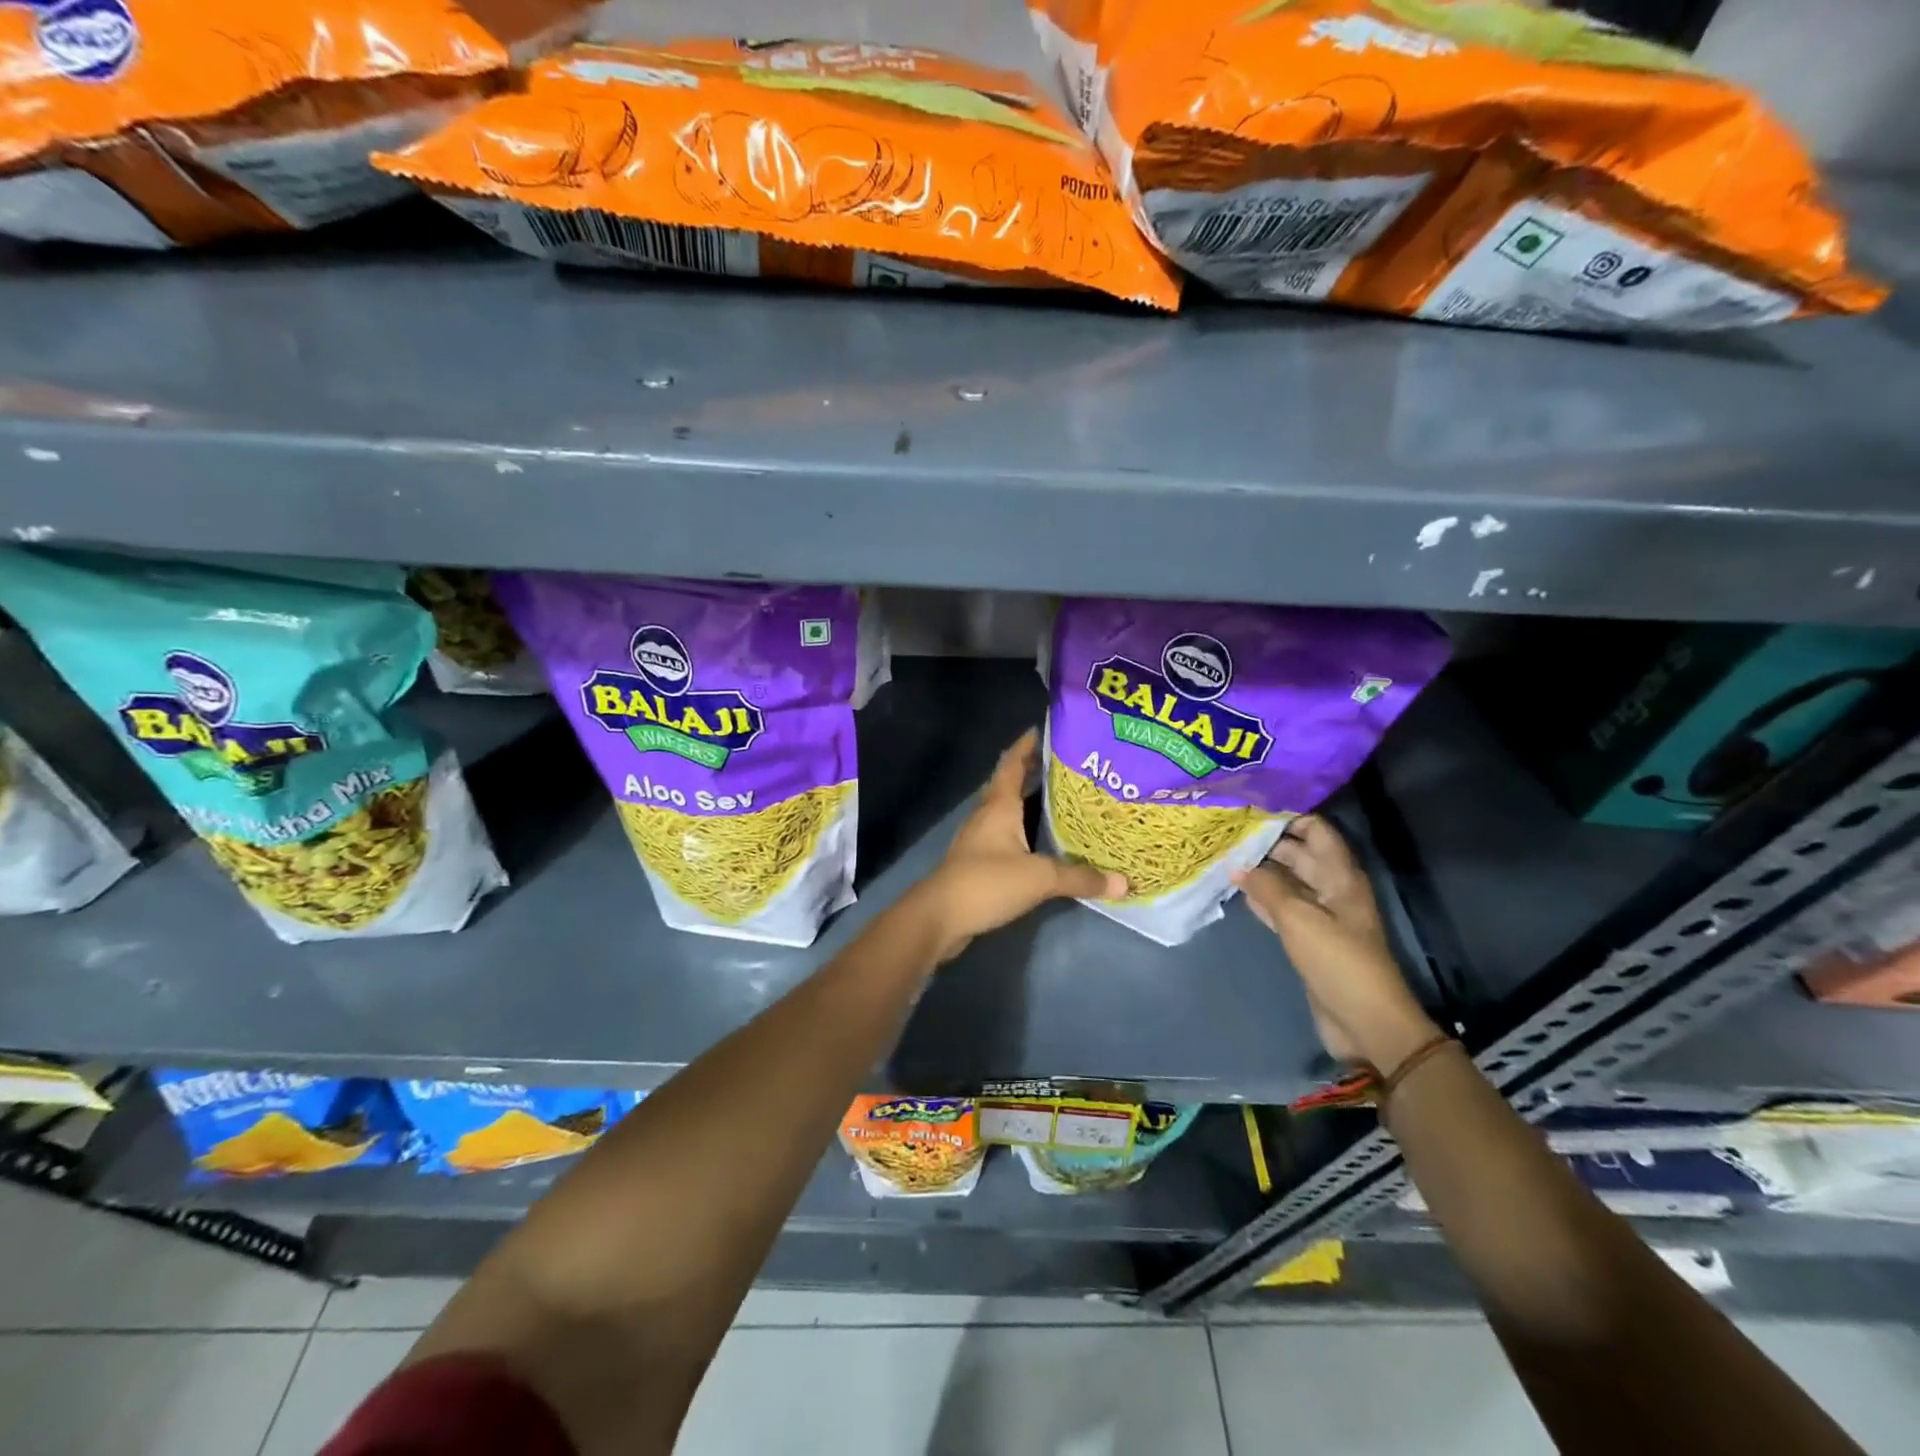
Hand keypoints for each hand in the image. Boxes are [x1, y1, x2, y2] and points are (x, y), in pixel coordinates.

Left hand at [915, 729, 1125, 961]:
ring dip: (1031, 804)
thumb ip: (1081, 877)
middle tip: (1071, 767)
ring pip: (1009, 811)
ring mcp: (980, 838)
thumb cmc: (987, 882)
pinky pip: (1007, 837)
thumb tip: (1124, 883)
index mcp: (999, 805)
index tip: (1047, 730)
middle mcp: (988, 815)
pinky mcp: (979, 862)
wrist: (939, 917)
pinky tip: (1045, 843)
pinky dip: (1026, 832)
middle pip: (1012, 784)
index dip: (1028, 745)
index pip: (1013, 763)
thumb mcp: (1040, 877)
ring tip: (1066, 801)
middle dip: (1036, 772)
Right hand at [1233, 815, 1439, 1075]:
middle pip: (1300, 854)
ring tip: (1223, 854)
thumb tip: (1237, 864)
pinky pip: (1282, 908)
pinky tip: (1235, 889)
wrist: (1365, 1021)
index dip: (1287, 816)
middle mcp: (1332, 889)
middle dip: (1267, 842)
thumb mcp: (1299, 919)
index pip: (1316, 831)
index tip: (1249, 806)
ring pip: (1288, 881)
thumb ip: (1267, 888)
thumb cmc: (1338, 961)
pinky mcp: (1309, 938)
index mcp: (1341, 876)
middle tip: (1226, 830)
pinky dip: (1262, 898)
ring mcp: (1321, 915)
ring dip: (1260, 870)